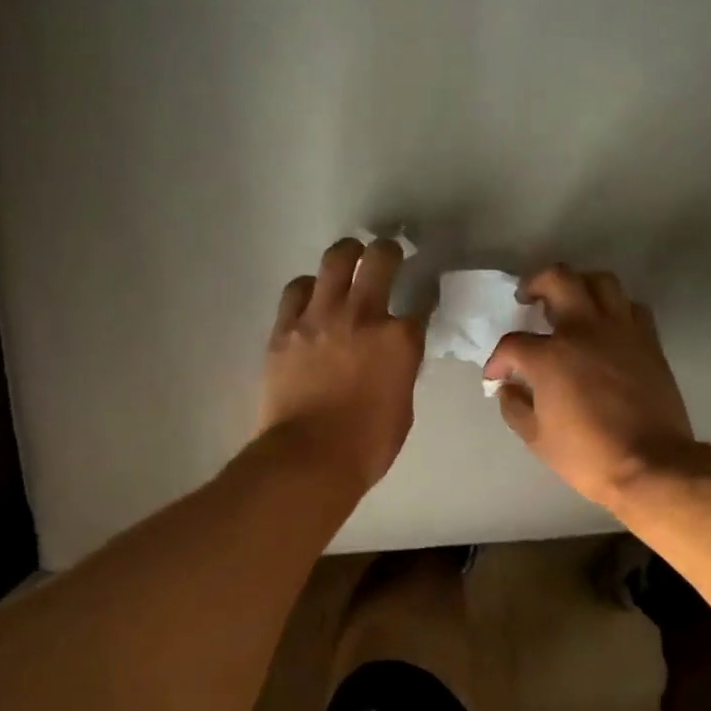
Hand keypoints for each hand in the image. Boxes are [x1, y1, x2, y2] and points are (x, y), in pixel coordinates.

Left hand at [260, 238, 425, 490]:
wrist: (310, 458)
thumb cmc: (367, 445)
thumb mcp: (402, 407)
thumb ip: (400, 372)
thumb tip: (392, 359)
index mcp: (400, 340)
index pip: (422, 303)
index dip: (425, 296)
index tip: (423, 296)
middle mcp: (363, 316)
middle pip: (380, 259)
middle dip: (388, 252)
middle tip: (387, 256)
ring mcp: (320, 317)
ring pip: (336, 259)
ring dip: (348, 255)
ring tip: (349, 260)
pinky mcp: (285, 328)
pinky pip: (297, 289)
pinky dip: (309, 287)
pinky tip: (312, 294)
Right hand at [482, 265, 694, 509]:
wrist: (650, 464)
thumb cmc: (587, 455)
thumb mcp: (536, 438)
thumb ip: (515, 406)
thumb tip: (509, 388)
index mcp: (550, 357)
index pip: (512, 344)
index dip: (498, 360)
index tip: (497, 376)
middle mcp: (584, 331)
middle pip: (557, 280)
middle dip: (535, 284)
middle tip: (528, 298)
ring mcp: (621, 331)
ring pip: (601, 281)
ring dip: (579, 285)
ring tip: (570, 302)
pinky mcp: (648, 340)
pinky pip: (630, 307)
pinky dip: (614, 308)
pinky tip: (605, 326)